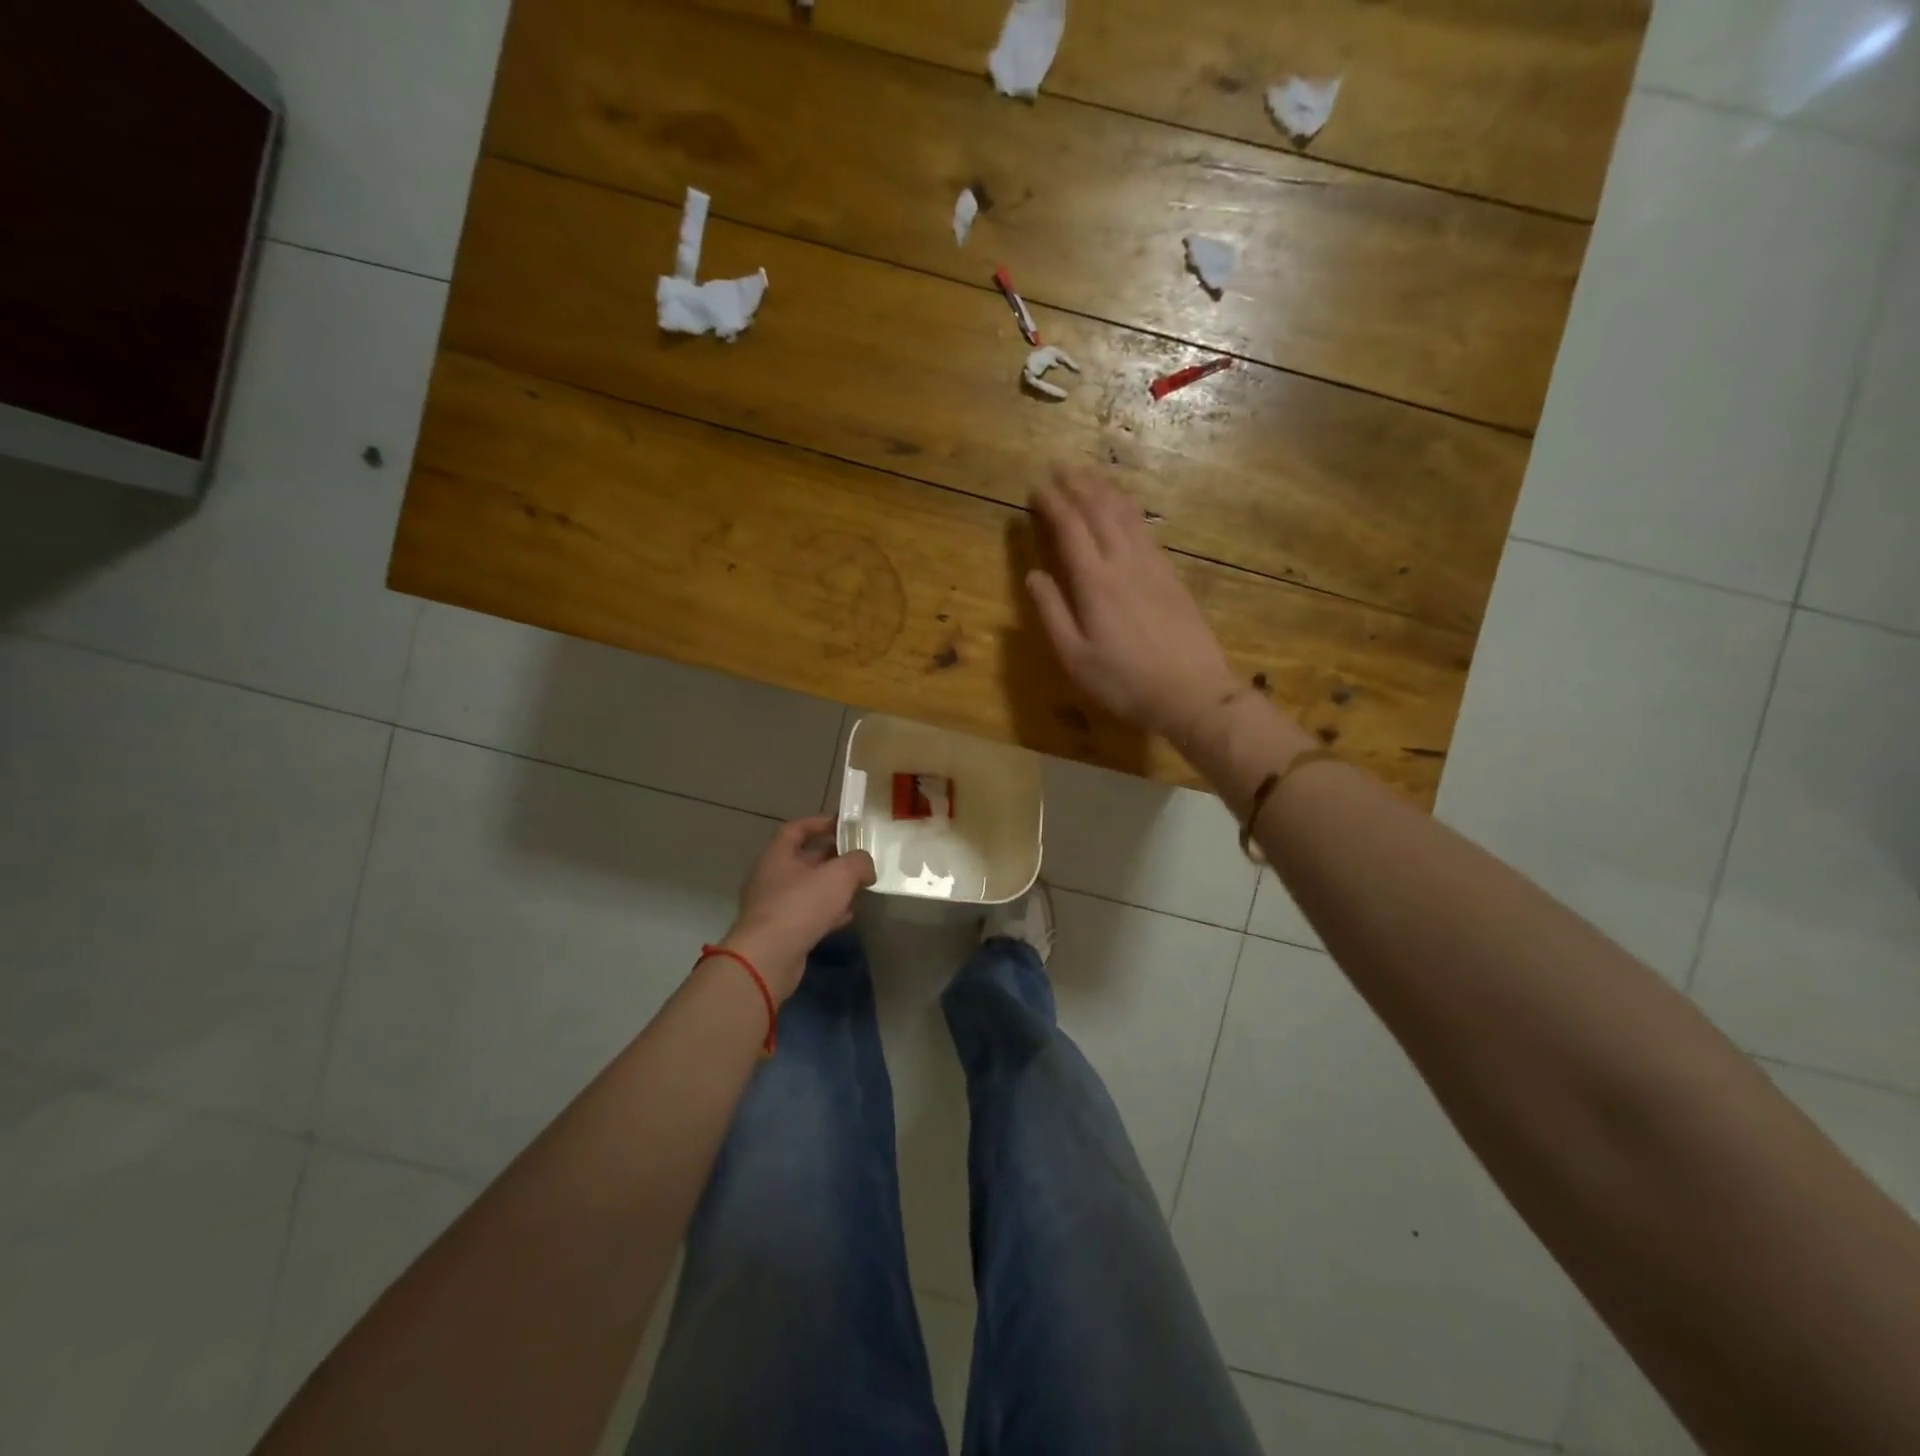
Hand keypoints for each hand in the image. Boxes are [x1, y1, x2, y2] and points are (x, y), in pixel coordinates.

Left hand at [720, 815, 875, 1000]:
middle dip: (832, 857)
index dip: (819, 822)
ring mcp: (774, 906)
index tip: (843, 824)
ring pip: (808, 889)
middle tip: (858, 858)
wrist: (767, 958)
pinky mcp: (781, 932)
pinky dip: (827, 913)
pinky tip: (847, 916)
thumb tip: (866, 867)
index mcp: (778, 856)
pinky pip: (807, 915)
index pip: (796, 829)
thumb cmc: (800, 906)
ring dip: (832, 887)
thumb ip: (858, 862)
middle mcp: (772, 877)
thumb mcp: (838, 875)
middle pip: (804, 859)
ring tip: (858, 887)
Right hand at [1027, 465, 1241, 738]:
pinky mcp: (1171, 575)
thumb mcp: (1075, 657)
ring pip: (1126, 514)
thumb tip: (1033, 574)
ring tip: (1090, 474)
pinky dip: (1130, 509)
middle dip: (1078, 485)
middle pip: (1099, 511)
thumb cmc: (1125, 682)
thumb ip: (1051, 613)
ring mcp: (1153, 566)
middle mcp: (1124, 562)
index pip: (1070, 529)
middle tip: (1061, 466)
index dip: (1053, 504)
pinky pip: (1146, 529)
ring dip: (1105, 489)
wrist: (1192, 692)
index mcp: (1094, 582)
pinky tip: (1125, 508)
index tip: (1037, 487)